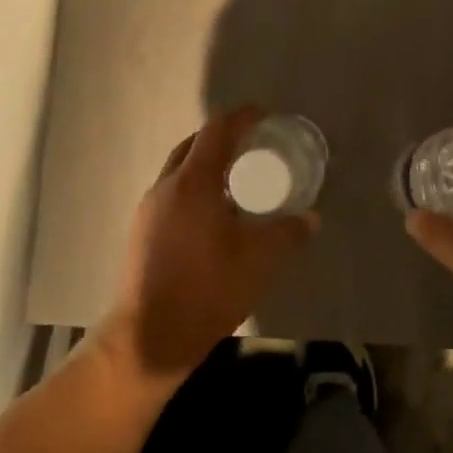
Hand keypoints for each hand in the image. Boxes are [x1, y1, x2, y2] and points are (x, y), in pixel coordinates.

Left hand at [98, 107, 316, 385]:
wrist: (149, 338)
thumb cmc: (207, 290)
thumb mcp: (260, 260)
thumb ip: (289, 233)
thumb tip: (311, 218)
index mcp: (193, 182)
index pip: (217, 131)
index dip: (241, 117)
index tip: (264, 114)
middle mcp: (166, 186)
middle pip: (193, 145)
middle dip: (222, 137)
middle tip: (252, 146)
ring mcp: (148, 210)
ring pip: (179, 170)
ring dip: (205, 165)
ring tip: (236, 180)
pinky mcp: (141, 232)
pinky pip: (171, 193)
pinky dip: (193, 188)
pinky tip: (213, 215)